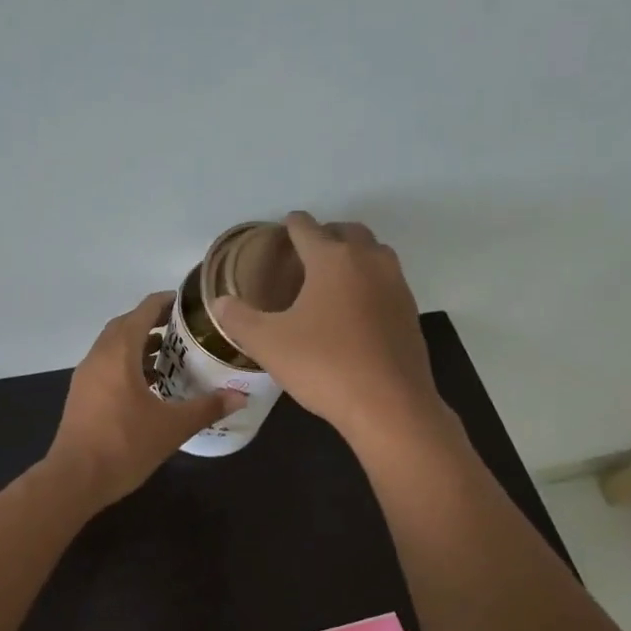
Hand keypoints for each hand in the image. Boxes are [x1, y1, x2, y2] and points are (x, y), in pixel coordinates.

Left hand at [46, 292, 246, 509]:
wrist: (75, 479)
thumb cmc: (124, 445)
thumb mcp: (172, 427)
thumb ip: (207, 408)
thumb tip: (241, 396)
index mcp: (119, 353)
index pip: (143, 311)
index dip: (165, 302)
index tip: (189, 304)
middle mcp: (98, 356)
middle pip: (125, 325)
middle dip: (152, 322)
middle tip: (183, 330)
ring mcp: (86, 376)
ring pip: (113, 346)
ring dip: (138, 344)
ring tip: (169, 356)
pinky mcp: (81, 395)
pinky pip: (106, 365)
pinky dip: (126, 364)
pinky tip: (148, 386)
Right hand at [211, 212, 444, 442]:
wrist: (389, 405)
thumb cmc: (324, 366)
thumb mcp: (268, 344)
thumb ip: (239, 318)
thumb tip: (219, 302)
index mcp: (332, 258)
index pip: (306, 227)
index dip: (290, 226)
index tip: (280, 231)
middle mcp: (368, 260)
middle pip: (347, 231)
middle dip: (325, 234)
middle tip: (304, 254)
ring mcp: (396, 285)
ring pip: (373, 253)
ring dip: (352, 254)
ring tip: (330, 277)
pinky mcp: (410, 311)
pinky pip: (386, 281)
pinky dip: (369, 281)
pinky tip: (354, 309)